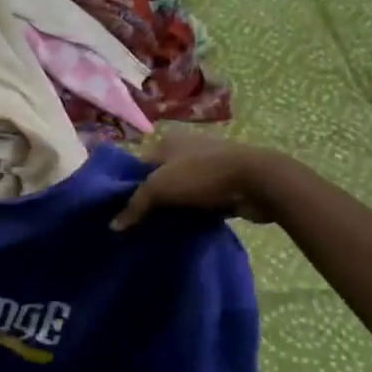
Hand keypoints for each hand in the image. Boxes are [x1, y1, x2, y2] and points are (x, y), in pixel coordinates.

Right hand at [109, 130, 294, 229]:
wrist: (257, 181)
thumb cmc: (202, 175)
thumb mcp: (160, 187)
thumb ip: (135, 205)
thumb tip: (113, 225)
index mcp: (168, 141)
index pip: (138, 164)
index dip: (128, 186)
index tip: (120, 210)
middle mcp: (186, 149)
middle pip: (159, 178)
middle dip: (150, 199)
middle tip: (136, 224)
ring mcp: (207, 166)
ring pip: (180, 190)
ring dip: (172, 208)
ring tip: (157, 229)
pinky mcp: (224, 184)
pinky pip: (199, 200)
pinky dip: (192, 213)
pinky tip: (182, 228)